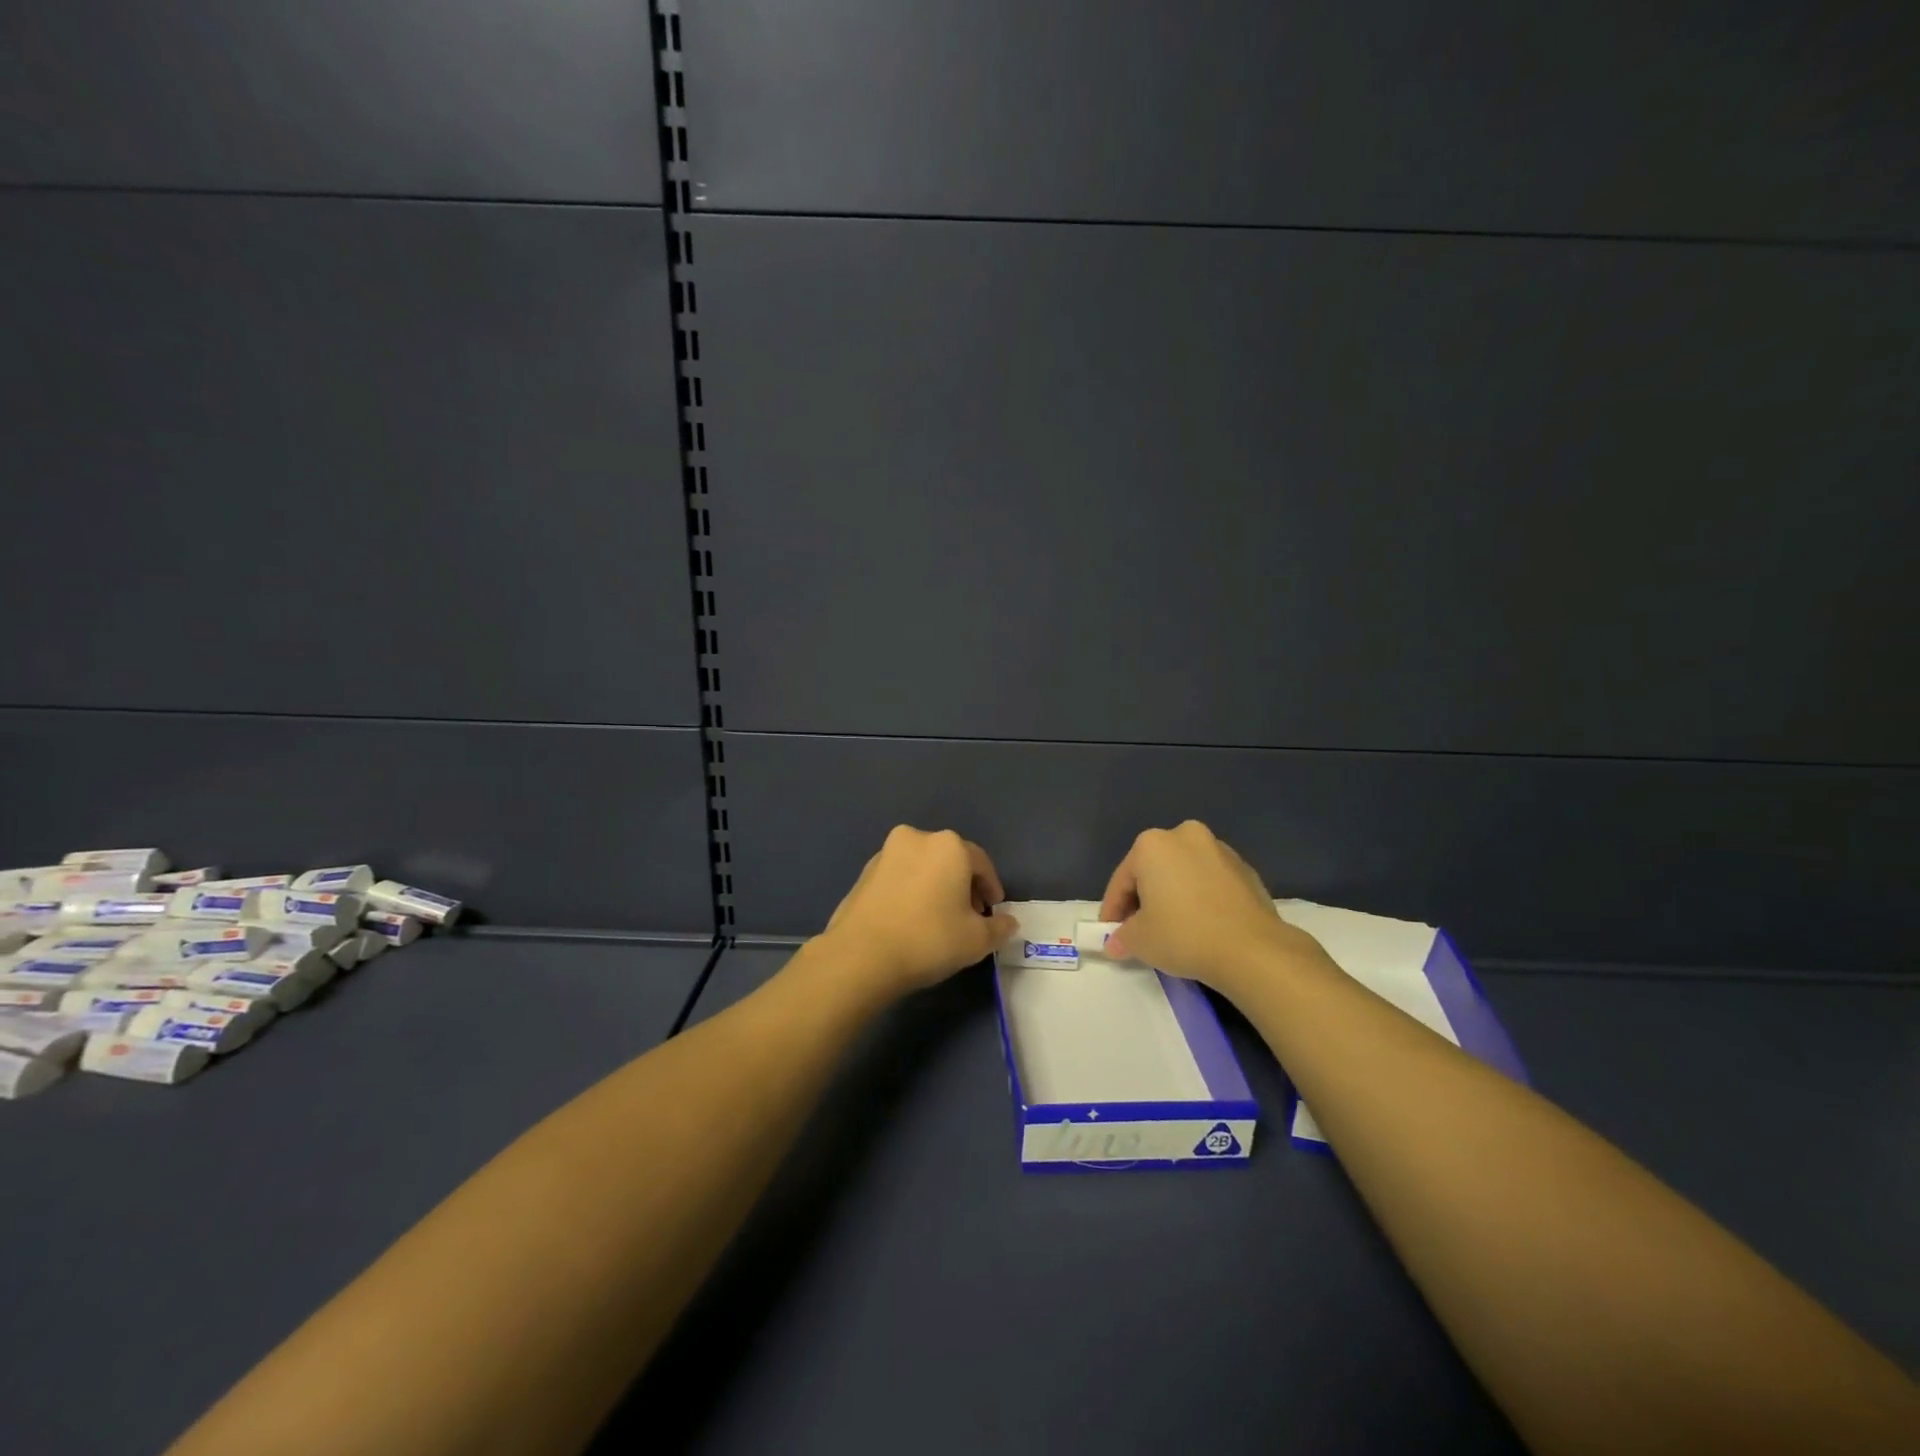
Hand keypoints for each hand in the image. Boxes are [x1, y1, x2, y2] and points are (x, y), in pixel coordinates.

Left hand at [818, 826, 1016, 995]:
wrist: (861, 955)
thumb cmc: (928, 939)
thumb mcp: (976, 940)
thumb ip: (999, 928)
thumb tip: (1009, 922)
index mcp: (949, 846)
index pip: (981, 863)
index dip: (991, 888)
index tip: (993, 911)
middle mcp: (917, 838)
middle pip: (951, 860)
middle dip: (963, 885)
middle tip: (970, 915)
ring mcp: (886, 852)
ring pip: (923, 866)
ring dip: (936, 886)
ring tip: (940, 918)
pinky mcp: (864, 871)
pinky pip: (900, 877)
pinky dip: (911, 890)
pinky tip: (912, 919)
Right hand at [1099, 821, 1313, 992]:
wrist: (1252, 948)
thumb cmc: (1183, 934)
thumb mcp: (1140, 940)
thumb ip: (1122, 937)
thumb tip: (1117, 943)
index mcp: (1152, 844)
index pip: (1122, 880)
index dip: (1113, 910)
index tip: (1112, 934)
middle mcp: (1184, 836)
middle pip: (1153, 871)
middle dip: (1144, 899)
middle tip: (1140, 930)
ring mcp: (1219, 849)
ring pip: (1183, 874)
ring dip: (1173, 896)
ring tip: (1172, 929)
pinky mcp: (1246, 869)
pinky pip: (1210, 883)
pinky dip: (1200, 899)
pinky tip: (1201, 926)